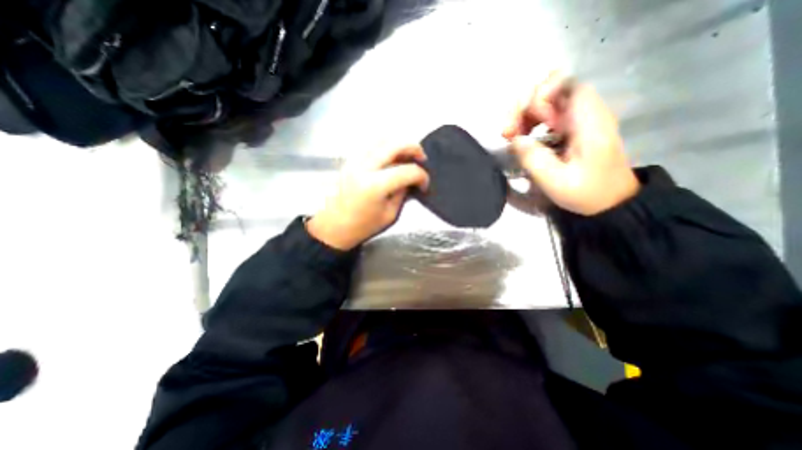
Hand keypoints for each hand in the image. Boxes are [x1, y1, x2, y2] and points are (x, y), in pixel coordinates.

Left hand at [308, 144, 432, 248]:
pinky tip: (391, 157)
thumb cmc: (362, 227)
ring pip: (381, 139)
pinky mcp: (349, 161)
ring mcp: (354, 161)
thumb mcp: (390, 214)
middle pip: (394, 144)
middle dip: (413, 148)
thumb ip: (402, 193)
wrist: (333, 227)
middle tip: (421, 158)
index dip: (421, 176)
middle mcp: (364, 167)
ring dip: (399, 144)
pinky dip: (385, 147)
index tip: (424, 184)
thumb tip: (410, 180)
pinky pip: (370, 145)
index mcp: (375, 185)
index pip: (407, 171)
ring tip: (407, 156)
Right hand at [500, 72, 639, 216]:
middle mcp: (583, 113)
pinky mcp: (570, 129)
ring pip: (545, 103)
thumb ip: (534, 159)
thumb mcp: (556, 181)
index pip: (566, 84)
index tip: (526, 122)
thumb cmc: (587, 193)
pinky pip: (546, 116)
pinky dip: (529, 124)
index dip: (540, 94)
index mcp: (587, 121)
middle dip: (523, 108)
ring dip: (523, 117)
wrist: (611, 201)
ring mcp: (576, 121)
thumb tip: (514, 140)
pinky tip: (521, 140)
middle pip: (549, 90)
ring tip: (511, 137)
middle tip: (508, 133)